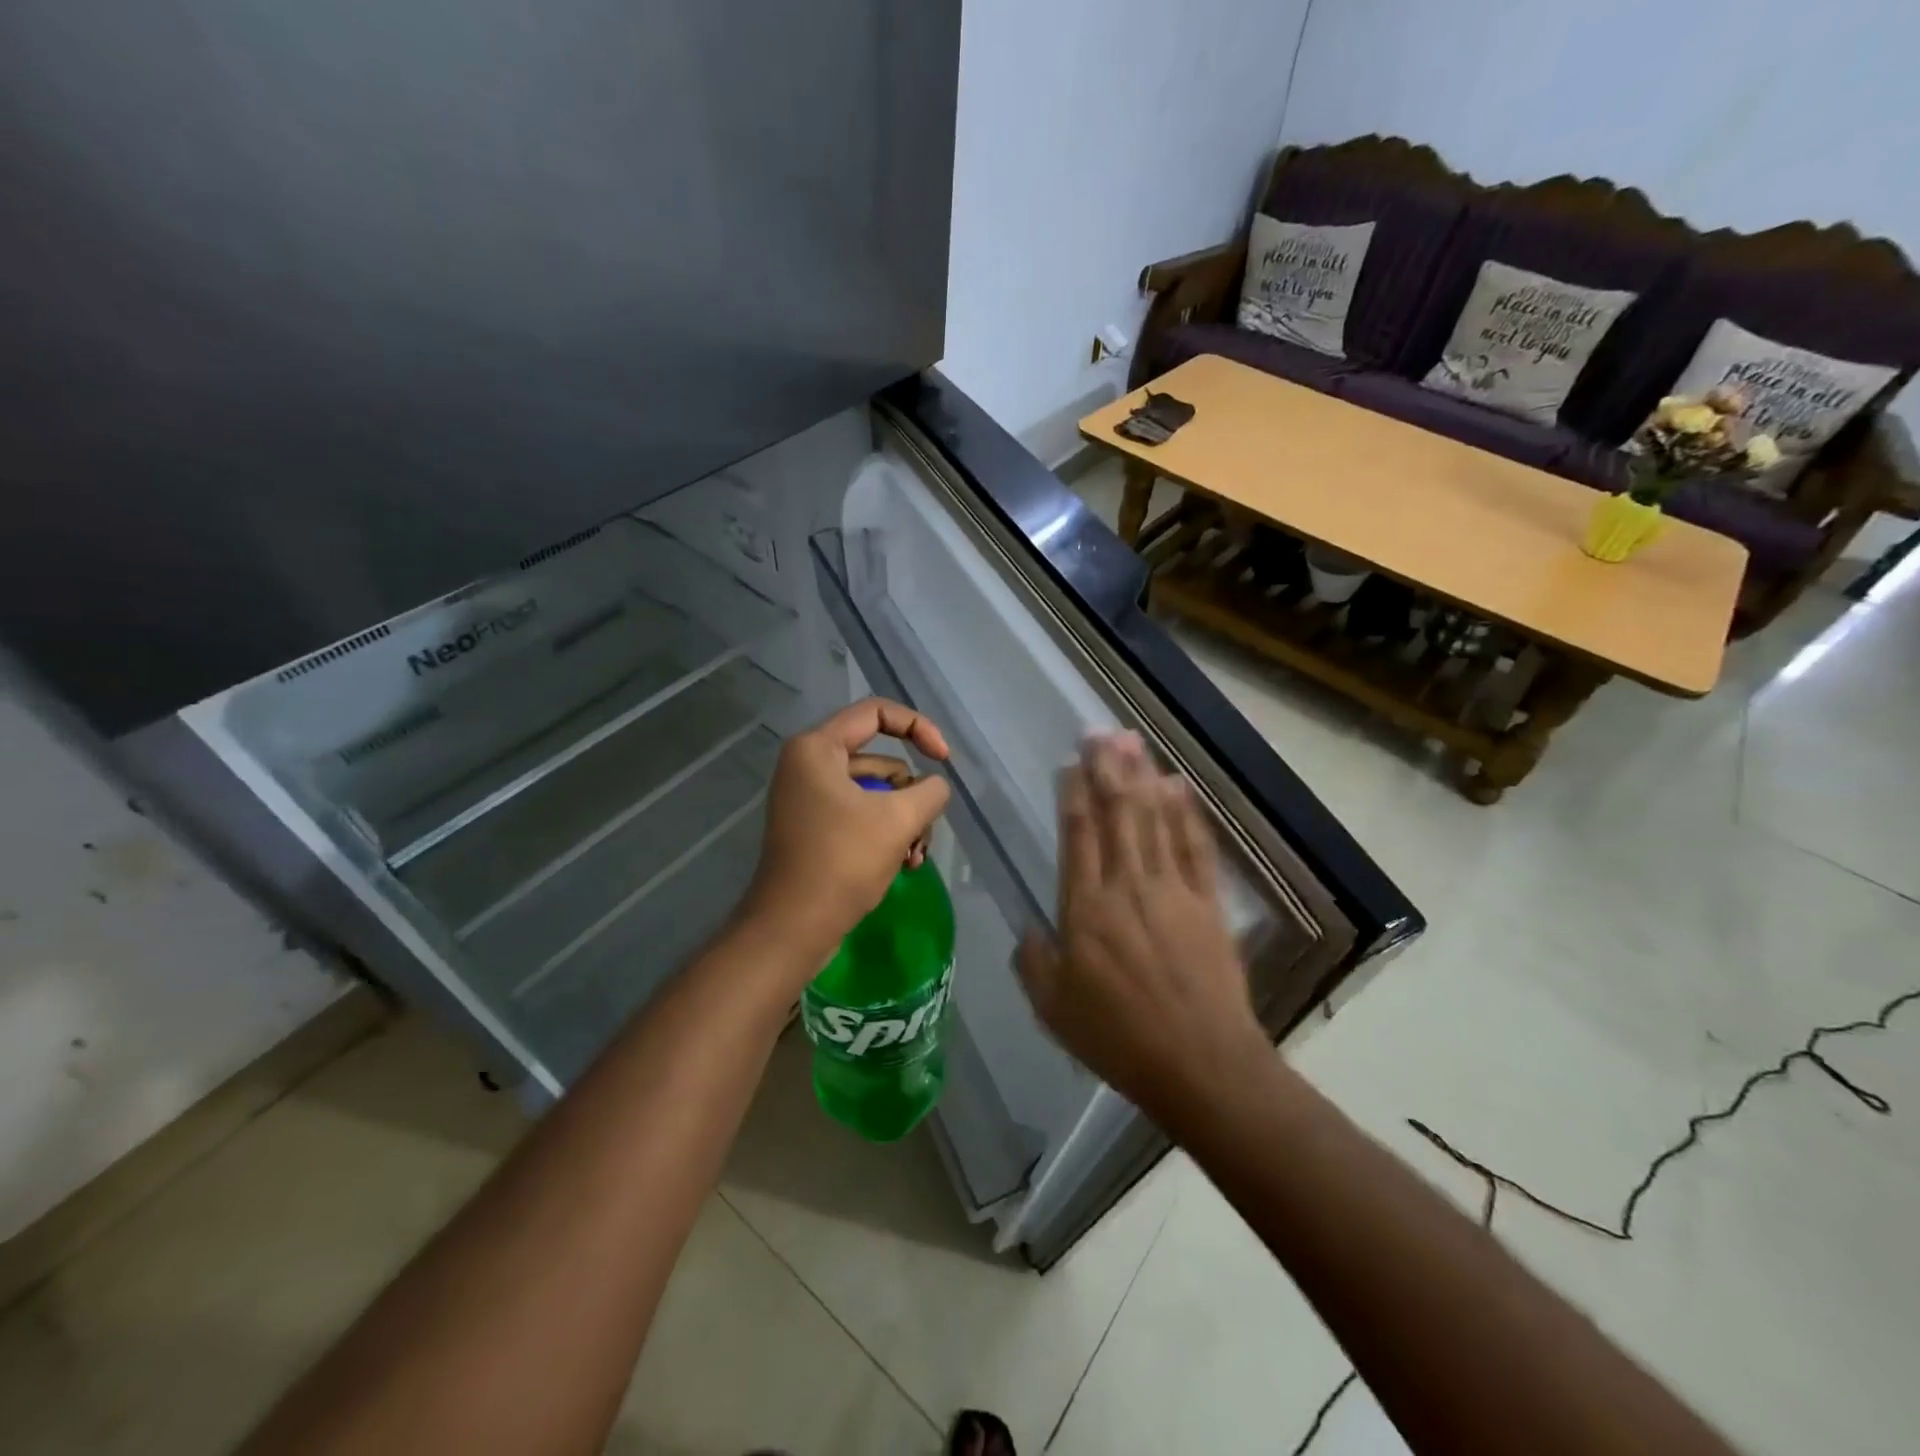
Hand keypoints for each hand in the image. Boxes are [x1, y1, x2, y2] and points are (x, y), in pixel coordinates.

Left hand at [742, 699, 951, 967]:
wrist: (793, 927)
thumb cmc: (842, 862)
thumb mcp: (898, 820)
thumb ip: (929, 791)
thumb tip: (934, 788)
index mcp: (817, 748)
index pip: (877, 712)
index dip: (918, 727)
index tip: (944, 758)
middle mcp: (808, 765)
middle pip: (880, 760)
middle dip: (911, 795)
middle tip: (924, 830)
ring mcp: (809, 798)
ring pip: (876, 793)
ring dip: (904, 821)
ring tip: (914, 857)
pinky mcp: (815, 828)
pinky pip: (861, 816)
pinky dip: (886, 835)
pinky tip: (904, 865)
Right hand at [1016, 733, 1267, 1123]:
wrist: (1201, 1065)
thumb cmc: (1119, 1038)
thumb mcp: (1054, 1009)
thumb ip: (1034, 963)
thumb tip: (1030, 930)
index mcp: (1086, 909)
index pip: (1078, 836)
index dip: (1073, 794)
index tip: (1071, 763)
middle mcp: (1128, 886)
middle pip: (1117, 814)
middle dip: (1107, 769)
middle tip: (1099, 731)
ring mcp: (1173, 890)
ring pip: (1154, 820)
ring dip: (1142, 777)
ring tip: (1131, 741)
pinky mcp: (1208, 903)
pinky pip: (1196, 847)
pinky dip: (1187, 813)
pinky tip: (1179, 785)